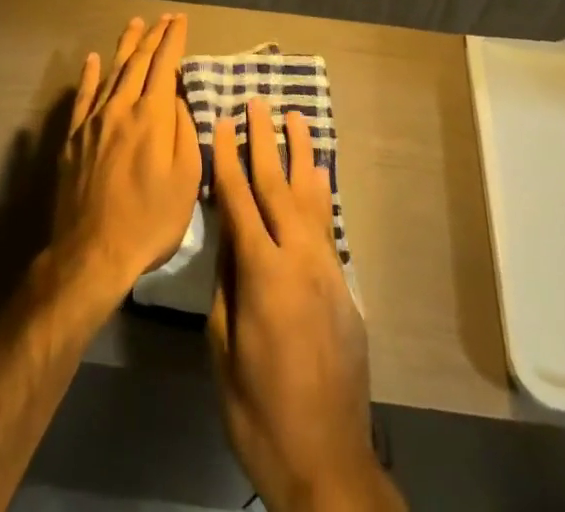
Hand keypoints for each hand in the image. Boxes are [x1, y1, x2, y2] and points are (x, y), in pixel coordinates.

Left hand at [51, 13, 201, 304]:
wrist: (93, 252)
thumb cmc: (150, 220)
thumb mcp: (186, 180)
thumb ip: (185, 131)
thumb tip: (179, 98)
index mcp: (152, 116)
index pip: (165, 65)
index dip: (173, 39)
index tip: (180, 20)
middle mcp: (121, 107)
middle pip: (138, 62)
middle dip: (154, 36)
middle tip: (164, 18)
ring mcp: (94, 120)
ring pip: (112, 72)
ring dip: (126, 46)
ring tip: (135, 24)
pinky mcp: (74, 137)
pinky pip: (83, 96)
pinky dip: (89, 75)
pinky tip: (92, 59)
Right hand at [208, 100, 403, 511]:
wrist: (329, 461)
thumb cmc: (260, 411)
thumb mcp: (223, 349)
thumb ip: (226, 284)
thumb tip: (227, 236)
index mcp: (263, 274)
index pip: (239, 201)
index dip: (227, 160)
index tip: (221, 122)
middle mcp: (299, 258)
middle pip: (277, 186)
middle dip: (263, 141)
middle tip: (256, 103)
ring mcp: (327, 269)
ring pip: (310, 196)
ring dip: (300, 154)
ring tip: (295, 117)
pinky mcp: (344, 285)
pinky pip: (328, 224)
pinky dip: (321, 192)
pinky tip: (318, 174)